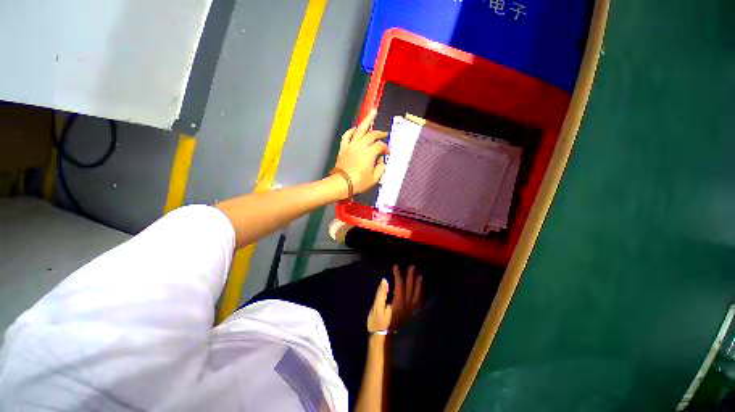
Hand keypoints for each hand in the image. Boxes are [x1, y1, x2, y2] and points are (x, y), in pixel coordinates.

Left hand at [334, 108, 388, 193]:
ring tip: (372, 112)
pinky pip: (347, 135)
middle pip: (372, 134)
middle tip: (385, 133)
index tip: (387, 153)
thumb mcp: (374, 178)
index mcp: (370, 153)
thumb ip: (381, 168)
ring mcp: (351, 145)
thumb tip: (382, 161)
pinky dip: (351, 130)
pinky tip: (355, 128)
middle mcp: (361, 146)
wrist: (341, 184)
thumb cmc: (358, 182)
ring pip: (360, 129)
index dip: (385, 148)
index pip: (380, 146)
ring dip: (367, 120)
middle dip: (380, 133)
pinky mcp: (344, 148)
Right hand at [367, 266, 422, 332]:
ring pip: (417, 296)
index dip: (399, 276)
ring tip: (420, 277)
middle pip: (411, 289)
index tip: (397, 267)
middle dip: (411, 277)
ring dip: (419, 285)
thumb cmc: (377, 324)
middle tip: (412, 267)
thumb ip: (381, 294)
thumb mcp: (375, 309)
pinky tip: (421, 293)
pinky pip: (419, 303)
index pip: (400, 286)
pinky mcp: (412, 317)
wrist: (383, 339)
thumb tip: (385, 281)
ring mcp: (411, 312)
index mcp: (398, 303)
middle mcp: (407, 306)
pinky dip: (421, 296)